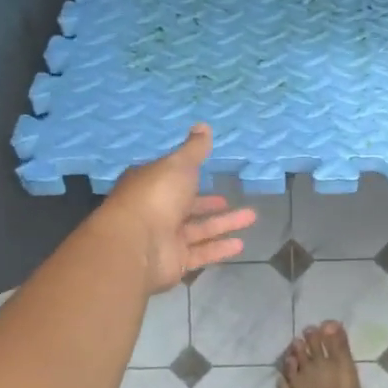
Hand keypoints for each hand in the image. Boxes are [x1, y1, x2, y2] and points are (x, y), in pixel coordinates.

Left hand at [103, 125, 257, 294]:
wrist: (136, 245)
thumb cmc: (155, 196)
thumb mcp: (178, 165)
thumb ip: (194, 149)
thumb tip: (203, 125)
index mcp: (150, 185)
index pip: (170, 178)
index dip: (189, 176)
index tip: (208, 174)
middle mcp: (155, 211)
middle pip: (186, 206)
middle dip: (209, 204)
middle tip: (230, 200)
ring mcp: (164, 238)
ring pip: (198, 229)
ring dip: (224, 224)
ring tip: (251, 217)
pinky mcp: (174, 261)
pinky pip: (201, 253)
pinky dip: (219, 249)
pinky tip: (241, 245)